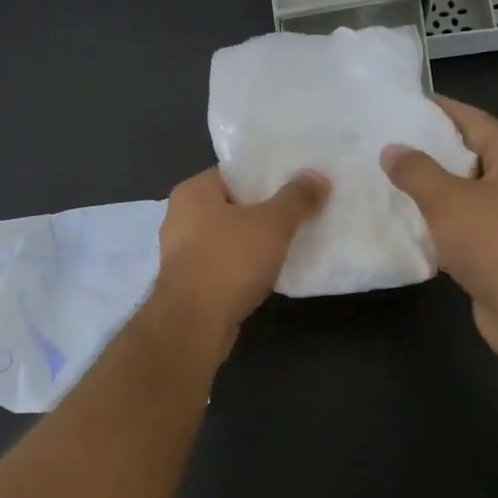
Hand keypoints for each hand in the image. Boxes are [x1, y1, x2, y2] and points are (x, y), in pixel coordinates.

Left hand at [150, 167, 328, 354]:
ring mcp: (182, 252)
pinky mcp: (189, 282)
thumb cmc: (229, 261)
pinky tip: (271, 272)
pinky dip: (245, 265)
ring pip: (228, 236)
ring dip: (256, 241)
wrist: (194, 324)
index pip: (233, 173)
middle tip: (301, 211)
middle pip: (232, 204)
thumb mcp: (272, 224)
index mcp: (192, 192)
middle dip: (264, 209)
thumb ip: (296, 198)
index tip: (297, 183)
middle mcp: (180, 217)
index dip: (266, 176)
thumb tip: (317, 176)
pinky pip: (224, 263)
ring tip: (292, 241)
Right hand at [381, 98, 497, 363]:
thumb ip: (415, 170)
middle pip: (468, 155)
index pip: (474, 120)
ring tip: (385, 177)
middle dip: (428, 149)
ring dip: (428, 187)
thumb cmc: (493, 241)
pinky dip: (434, 219)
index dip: (440, 109)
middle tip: (385, 140)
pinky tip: (402, 220)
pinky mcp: (496, 249)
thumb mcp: (446, 198)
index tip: (403, 103)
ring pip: (461, 192)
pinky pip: (459, 223)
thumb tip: (392, 150)